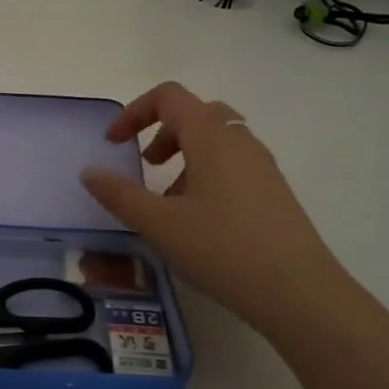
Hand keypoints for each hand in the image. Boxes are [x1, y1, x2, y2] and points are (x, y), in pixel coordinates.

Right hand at [80, 82, 347, 337]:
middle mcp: (240, 141)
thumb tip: (89, 172)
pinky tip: (197, 219)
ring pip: (216, 140)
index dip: (134, 111)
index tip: (113, 143)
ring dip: (184, 155)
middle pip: (195, 113)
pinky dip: (205, 174)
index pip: (169, 96)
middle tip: (145, 164)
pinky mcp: (273, 192)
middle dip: (161, 131)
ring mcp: (262, 166)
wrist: (298, 292)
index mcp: (211, 137)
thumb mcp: (158, 223)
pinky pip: (233, 165)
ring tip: (167, 198)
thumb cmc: (222, 248)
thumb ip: (119, 194)